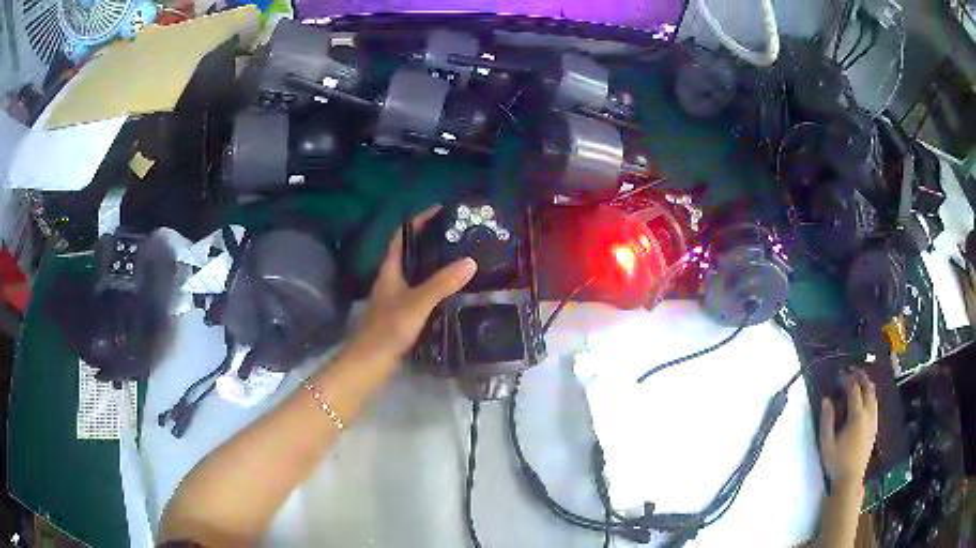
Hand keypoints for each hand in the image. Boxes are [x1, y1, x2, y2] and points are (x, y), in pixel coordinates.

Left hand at [348, 207, 477, 359]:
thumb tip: (470, 261)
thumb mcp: (418, 303)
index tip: (440, 211)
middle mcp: (392, 280)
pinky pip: (422, 292)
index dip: (418, 221)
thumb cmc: (389, 328)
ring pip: (417, 274)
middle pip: (411, 253)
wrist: (371, 362)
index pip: (402, 236)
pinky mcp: (403, 314)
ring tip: (461, 259)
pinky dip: (436, 287)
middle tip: (458, 236)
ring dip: (434, 265)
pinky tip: (453, 292)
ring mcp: (396, 298)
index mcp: (390, 270)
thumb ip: (442, 283)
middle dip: (431, 241)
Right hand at [819, 368, 878, 486]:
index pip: (854, 390)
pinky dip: (870, 396)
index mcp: (857, 416)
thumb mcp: (826, 443)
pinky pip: (875, 405)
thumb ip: (826, 420)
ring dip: (867, 385)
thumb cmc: (836, 463)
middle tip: (852, 371)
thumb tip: (826, 399)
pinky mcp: (874, 428)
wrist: (850, 480)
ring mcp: (873, 421)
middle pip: (868, 388)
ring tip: (859, 381)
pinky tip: (864, 400)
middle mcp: (868, 414)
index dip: (847, 380)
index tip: (839, 376)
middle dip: (861, 377)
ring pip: (874, 396)